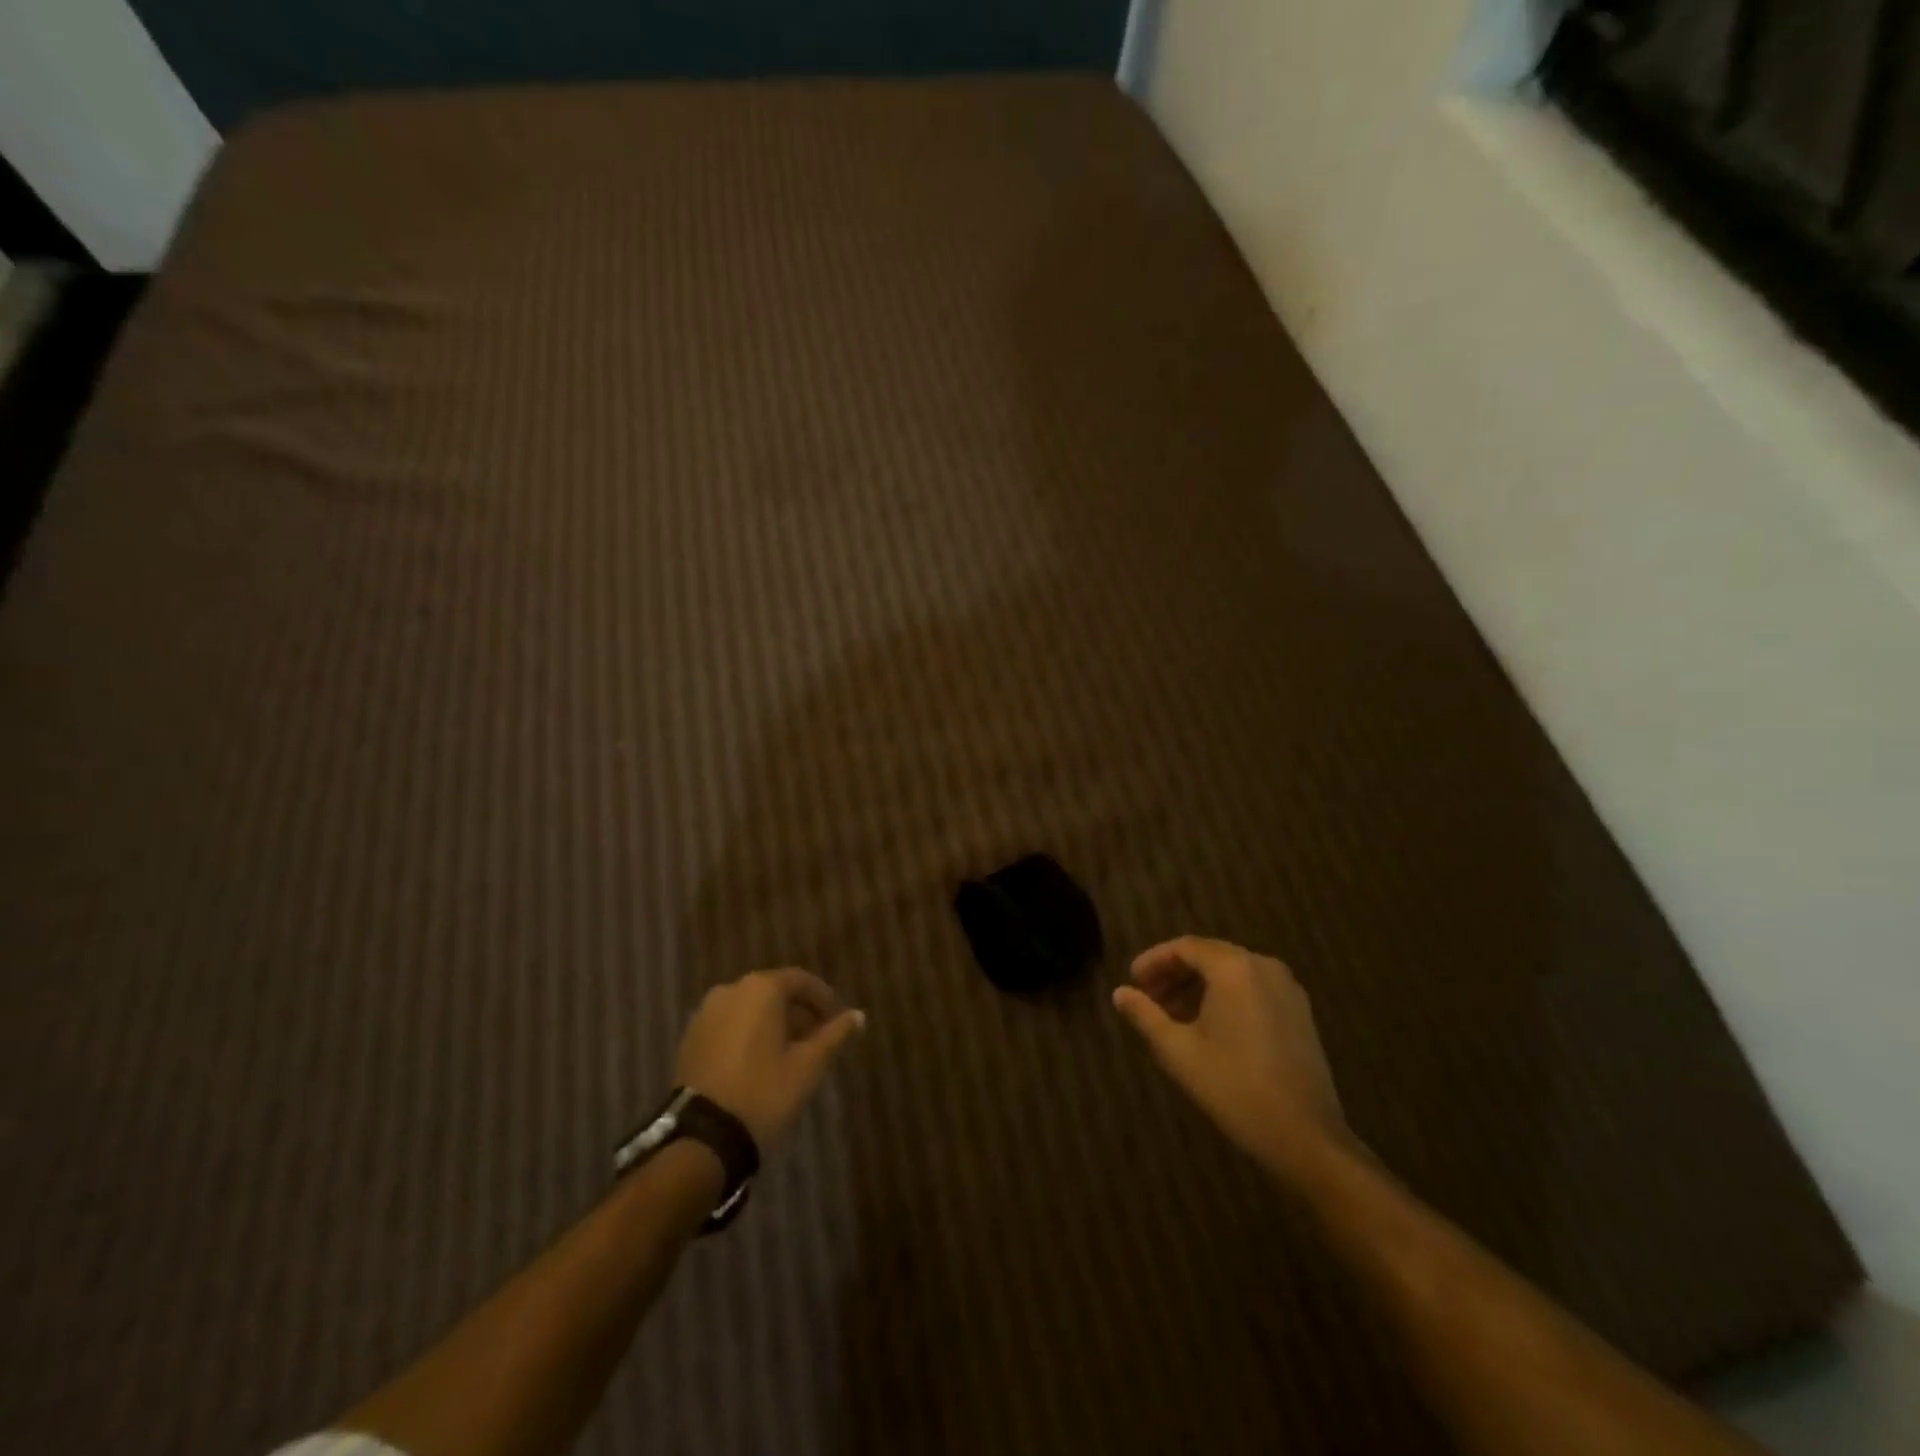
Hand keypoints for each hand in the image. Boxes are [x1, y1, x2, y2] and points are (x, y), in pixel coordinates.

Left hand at [675, 969, 865, 1151]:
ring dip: (773, 1023)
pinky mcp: (691, 1037)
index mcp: (761, 989)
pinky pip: (730, 1024)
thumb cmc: (764, 1094)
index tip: (838, 1020)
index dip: (823, 999)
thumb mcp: (808, 1066)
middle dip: (798, 1011)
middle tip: (818, 1038)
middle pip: (774, 991)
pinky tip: (760, 1061)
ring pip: (750, 1008)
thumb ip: (835, 1035)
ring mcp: (706, 1013)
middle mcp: (731, 990)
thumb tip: (858, 1016)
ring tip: (791, 1052)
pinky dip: (749, 1033)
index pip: (801, 981)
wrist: (702, 1139)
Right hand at [1113, 936, 1352, 1184]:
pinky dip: (1225, 996)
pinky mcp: (1300, 1012)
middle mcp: (1263, 966)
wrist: (1306, 1137)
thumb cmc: (1234, 1088)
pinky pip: (1253, 988)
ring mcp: (1287, 988)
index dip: (1154, 961)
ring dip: (1199, 985)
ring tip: (1172, 1014)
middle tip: (1148, 997)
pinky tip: (1208, 1025)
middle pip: (1209, 955)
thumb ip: (1145, 1016)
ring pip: (1232, 972)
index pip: (1184, 947)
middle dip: (1175, 972)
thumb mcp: (1178, 1051)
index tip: (1132, 981)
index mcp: (1234, 968)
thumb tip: (1119, 993)